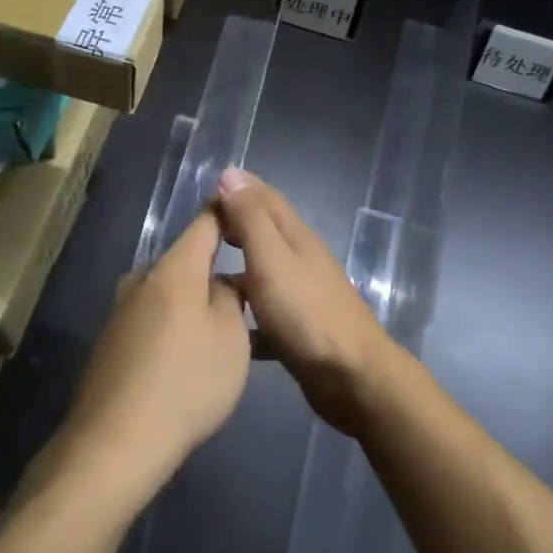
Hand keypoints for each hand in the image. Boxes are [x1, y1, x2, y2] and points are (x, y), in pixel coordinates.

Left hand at [52, 208, 249, 511]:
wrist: (115, 443)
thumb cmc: (186, 382)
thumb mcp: (231, 339)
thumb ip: (231, 298)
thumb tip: (222, 282)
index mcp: (174, 267)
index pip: (206, 222)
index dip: (227, 212)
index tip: (246, 213)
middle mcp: (142, 277)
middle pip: (185, 260)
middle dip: (212, 271)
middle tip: (242, 295)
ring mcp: (120, 308)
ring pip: (167, 291)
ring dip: (190, 303)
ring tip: (214, 335)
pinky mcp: (109, 339)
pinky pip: (150, 318)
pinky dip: (170, 327)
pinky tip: (181, 361)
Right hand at [214, 167, 401, 436]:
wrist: (352, 377)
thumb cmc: (306, 312)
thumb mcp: (271, 258)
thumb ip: (251, 218)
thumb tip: (231, 174)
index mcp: (295, 236)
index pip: (265, 198)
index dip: (238, 189)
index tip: (205, 190)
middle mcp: (301, 259)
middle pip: (265, 231)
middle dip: (235, 224)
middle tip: (199, 229)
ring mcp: (303, 295)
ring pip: (264, 271)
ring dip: (238, 267)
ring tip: (202, 275)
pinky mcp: (300, 330)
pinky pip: (266, 314)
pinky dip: (247, 314)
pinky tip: (225, 327)